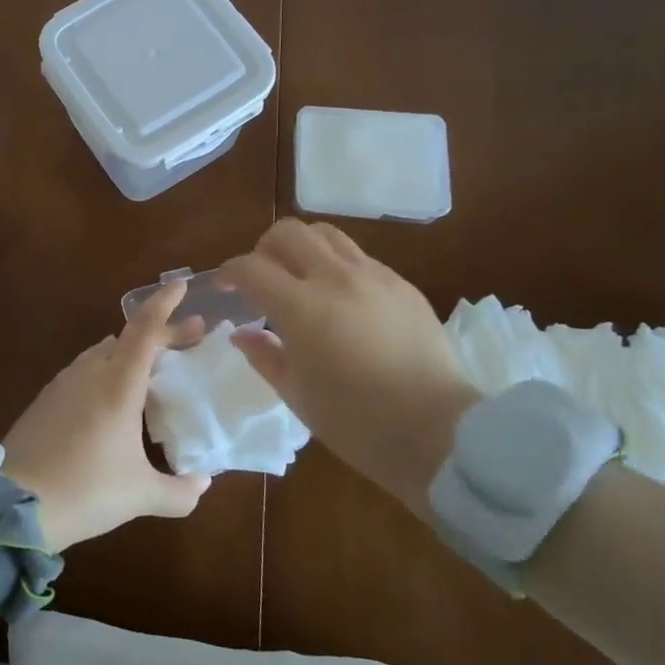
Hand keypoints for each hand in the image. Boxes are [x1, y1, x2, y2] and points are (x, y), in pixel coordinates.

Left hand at [1, 280, 211, 551]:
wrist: (12, 504)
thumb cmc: (84, 490)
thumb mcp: (140, 496)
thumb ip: (180, 491)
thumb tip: (202, 483)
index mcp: (118, 383)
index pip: (145, 328)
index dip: (164, 303)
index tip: (182, 286)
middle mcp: (91, 372)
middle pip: (129, 338)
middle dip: (162, 332)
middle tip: (192, 336)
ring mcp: (64, 383)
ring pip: (105, 352)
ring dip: (133, 351)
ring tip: (155, 366)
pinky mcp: (47, 399)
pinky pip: (85, 370)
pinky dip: (109, 369)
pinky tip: (114, 395)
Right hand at [220, 219, 481, 506]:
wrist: (438, 432)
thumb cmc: (356, 422)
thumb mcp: (296, 394)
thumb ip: (264, 355)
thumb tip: (242, 332)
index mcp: (302, 307)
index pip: (252, 267)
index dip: (230, 272)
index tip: (226, 287)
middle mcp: (336, 278)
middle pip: (288, 232)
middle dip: (264, 248)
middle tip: (263, 278)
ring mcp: (374, 277)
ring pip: (327, 235)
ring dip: (303, 249)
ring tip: (301, 280)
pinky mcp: (403, 285)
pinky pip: (360, 257)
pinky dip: (337, 266)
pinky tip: (342, 300)